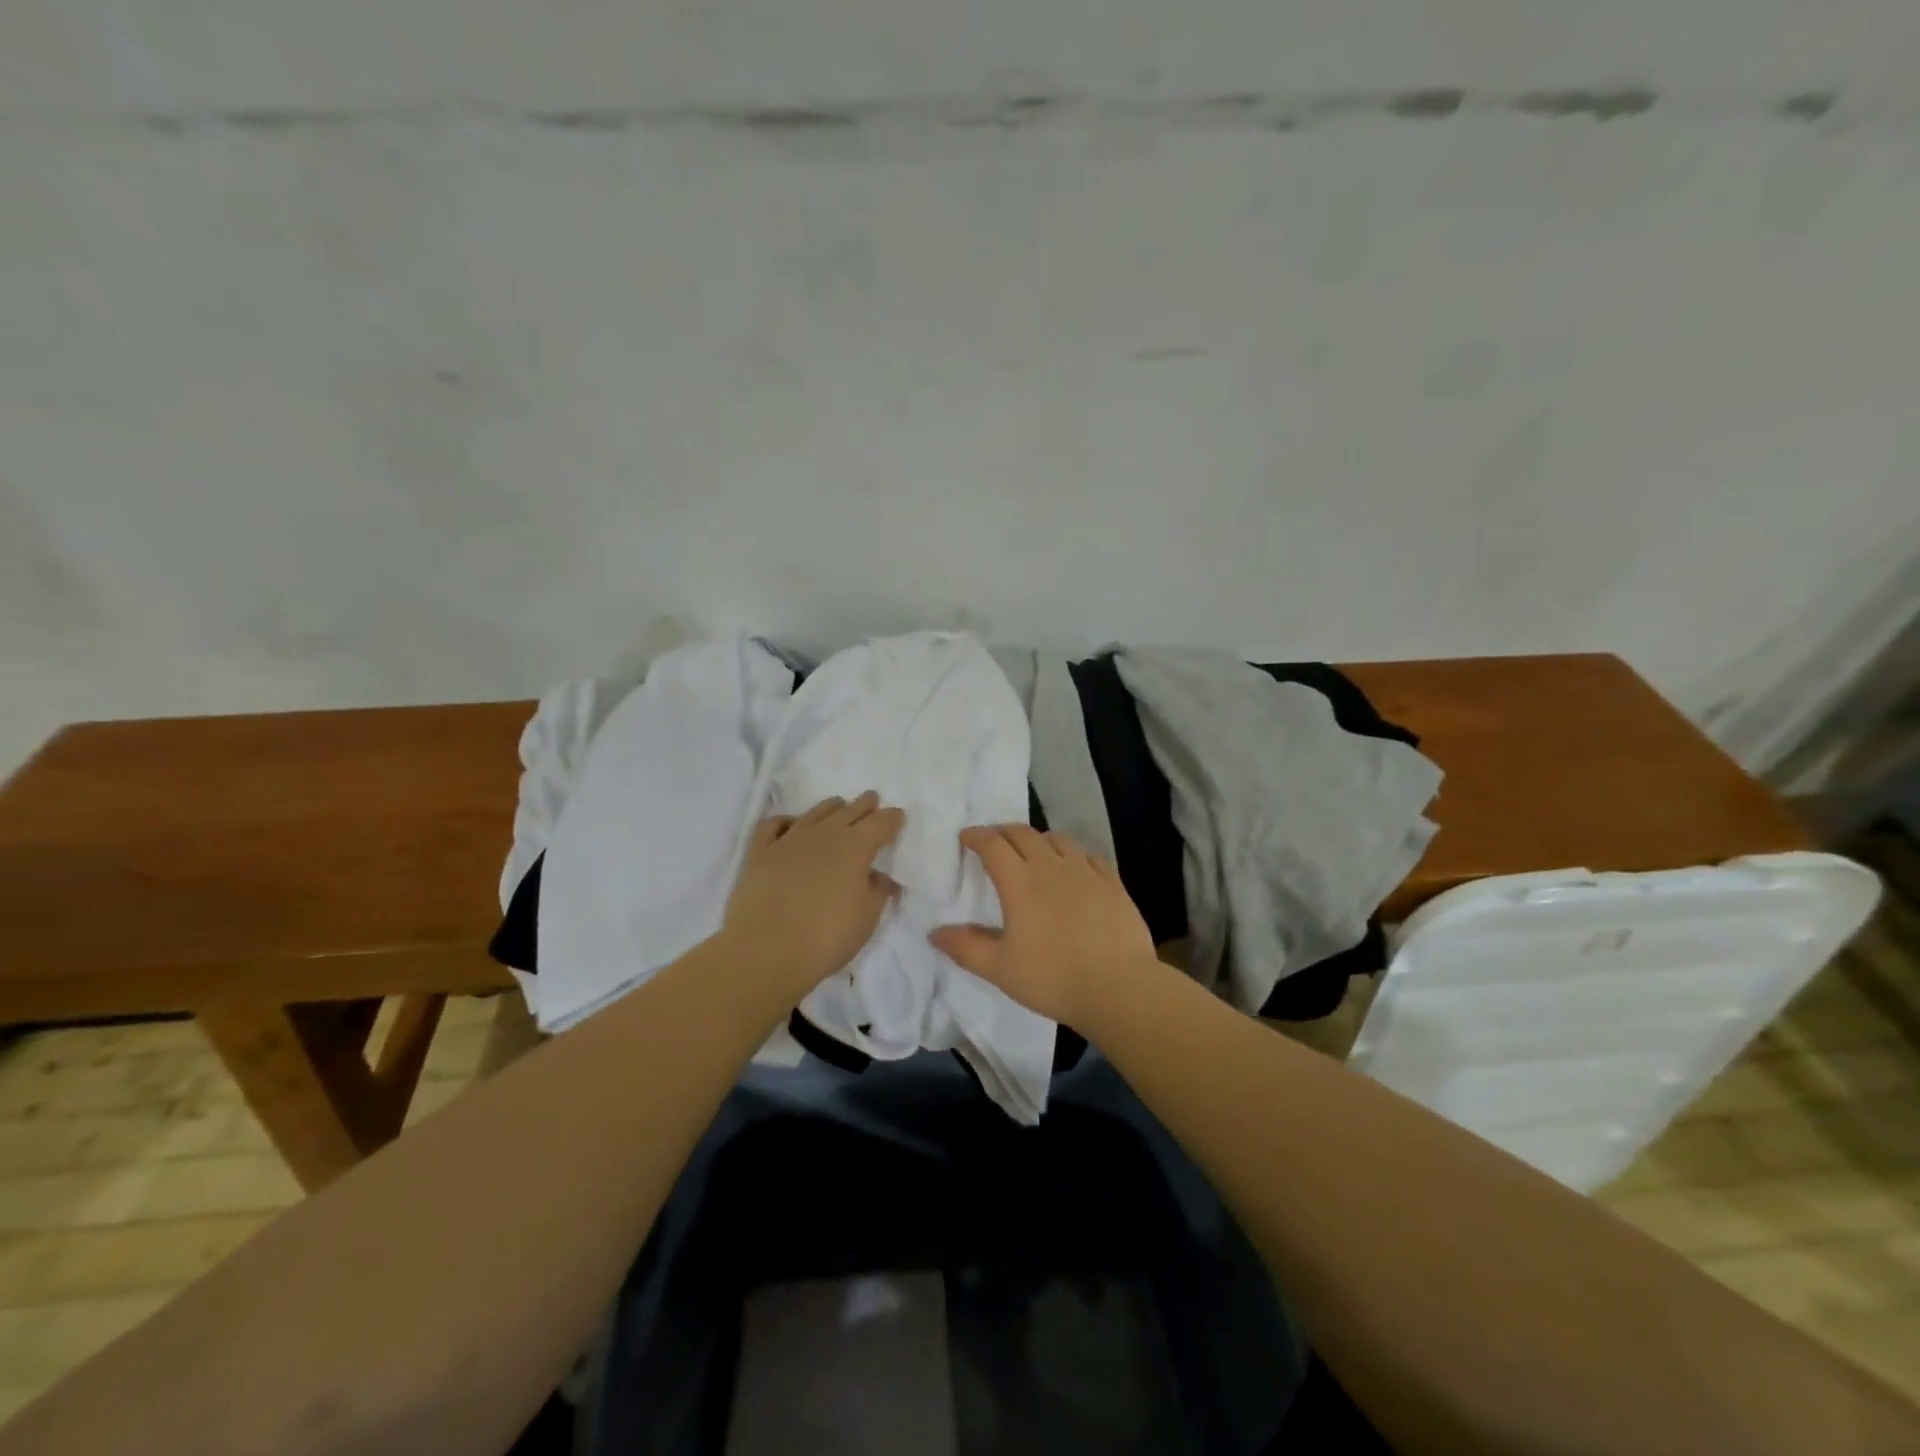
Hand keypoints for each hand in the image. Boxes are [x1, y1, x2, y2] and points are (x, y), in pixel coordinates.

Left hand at [719, 791, 904, 1000]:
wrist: (767, 950)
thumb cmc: (827, 936)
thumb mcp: (867, 918)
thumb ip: (877, 891)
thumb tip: (879, 876)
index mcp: (856, 847)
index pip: (880, 823)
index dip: (892, 818)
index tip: (898, 816)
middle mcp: (824, 834)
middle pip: (849, 810)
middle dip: (864, 805)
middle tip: (871, 799)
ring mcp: (789, 839)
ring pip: (815, 812)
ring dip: (830, 807)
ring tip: (837, 806)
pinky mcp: (760, 852)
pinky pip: (772, 825)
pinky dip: (785, 821)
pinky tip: (789, 825)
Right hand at [930, 825, 1156, 1025]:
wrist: (1120, 987)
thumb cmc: (1053, 978)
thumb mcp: (1000, 969)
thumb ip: (966, 948)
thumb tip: (934, 933)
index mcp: (1020, 883)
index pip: (993, 845)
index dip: (976, 836)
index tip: (965, 838)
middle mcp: (1051, 867)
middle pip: (1023, 834)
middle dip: (1003, 832)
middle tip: (993, 842)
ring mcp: (1086, 872)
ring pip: (1058, 839)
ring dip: (1039, 839)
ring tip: (1033, 851)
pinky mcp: (1112, 883)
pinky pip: (1089, 856)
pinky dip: (1073, 855)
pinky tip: (1074, 868)